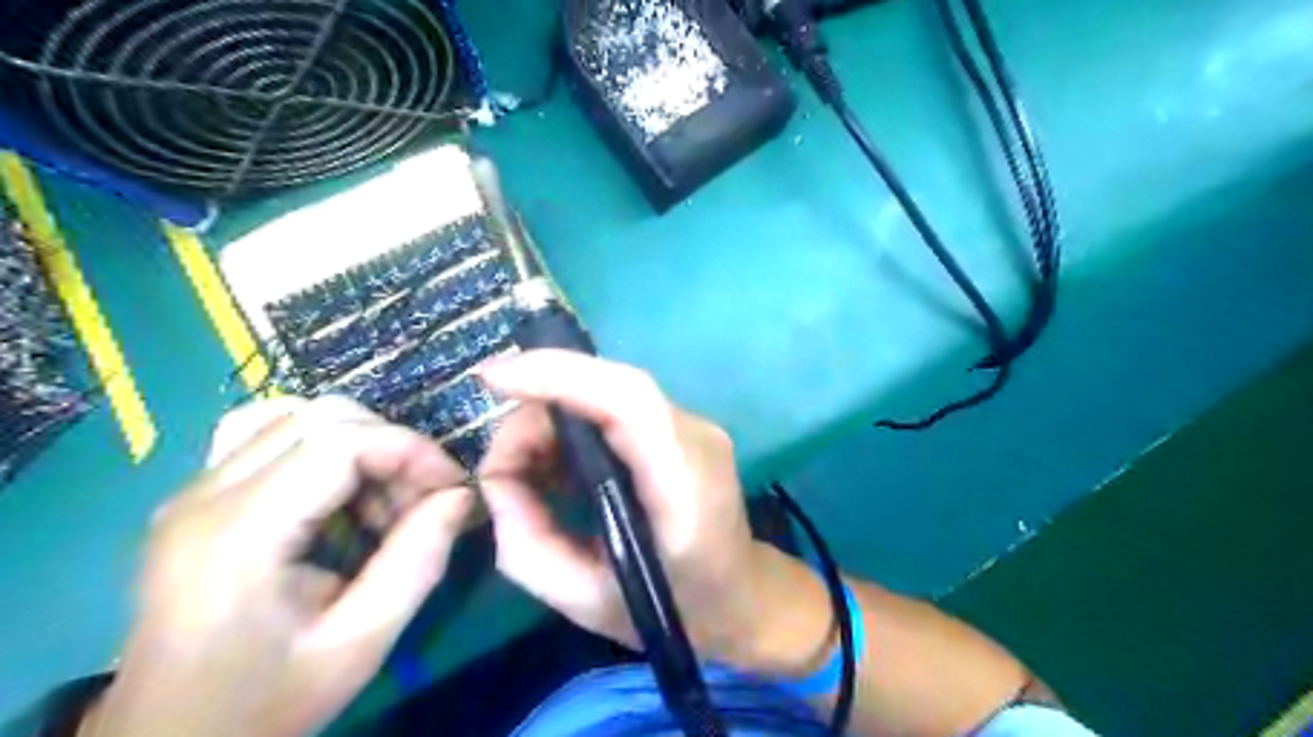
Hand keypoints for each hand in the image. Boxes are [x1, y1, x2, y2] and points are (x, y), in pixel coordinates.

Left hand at [84, 397, 470, 736]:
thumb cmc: (267, 701)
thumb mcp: (360, 643)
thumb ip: (418, 562)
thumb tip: (461, 496)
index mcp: (240, 534)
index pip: (341, 440)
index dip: (411, 449)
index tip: (451, 488)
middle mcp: (205, 496)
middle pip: (321, 417)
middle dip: (390, 446)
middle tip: (420, 500)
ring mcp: (193, 491)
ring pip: (296, 415)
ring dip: (359, 444)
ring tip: (380, 500)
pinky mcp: (196, 497)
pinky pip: (266, 434)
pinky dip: (320, 445)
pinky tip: (337, 490)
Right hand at [476, 350, 829, 674]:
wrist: (741, 596)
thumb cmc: (672, 609)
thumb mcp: (586, 602)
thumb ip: (528, 546)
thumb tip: (496, 482)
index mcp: (684, 484)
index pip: (628, 399)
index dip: (559, 374)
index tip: (494, 379)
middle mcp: (695, 436)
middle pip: (606, 389)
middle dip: (538, 416)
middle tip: (502, 471)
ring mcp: (692, 426)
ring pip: (604, 394)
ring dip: (551, 424)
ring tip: (525, 476)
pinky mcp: (680, 427)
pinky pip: (614, 410)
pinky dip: (572, 430)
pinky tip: (555, 467)